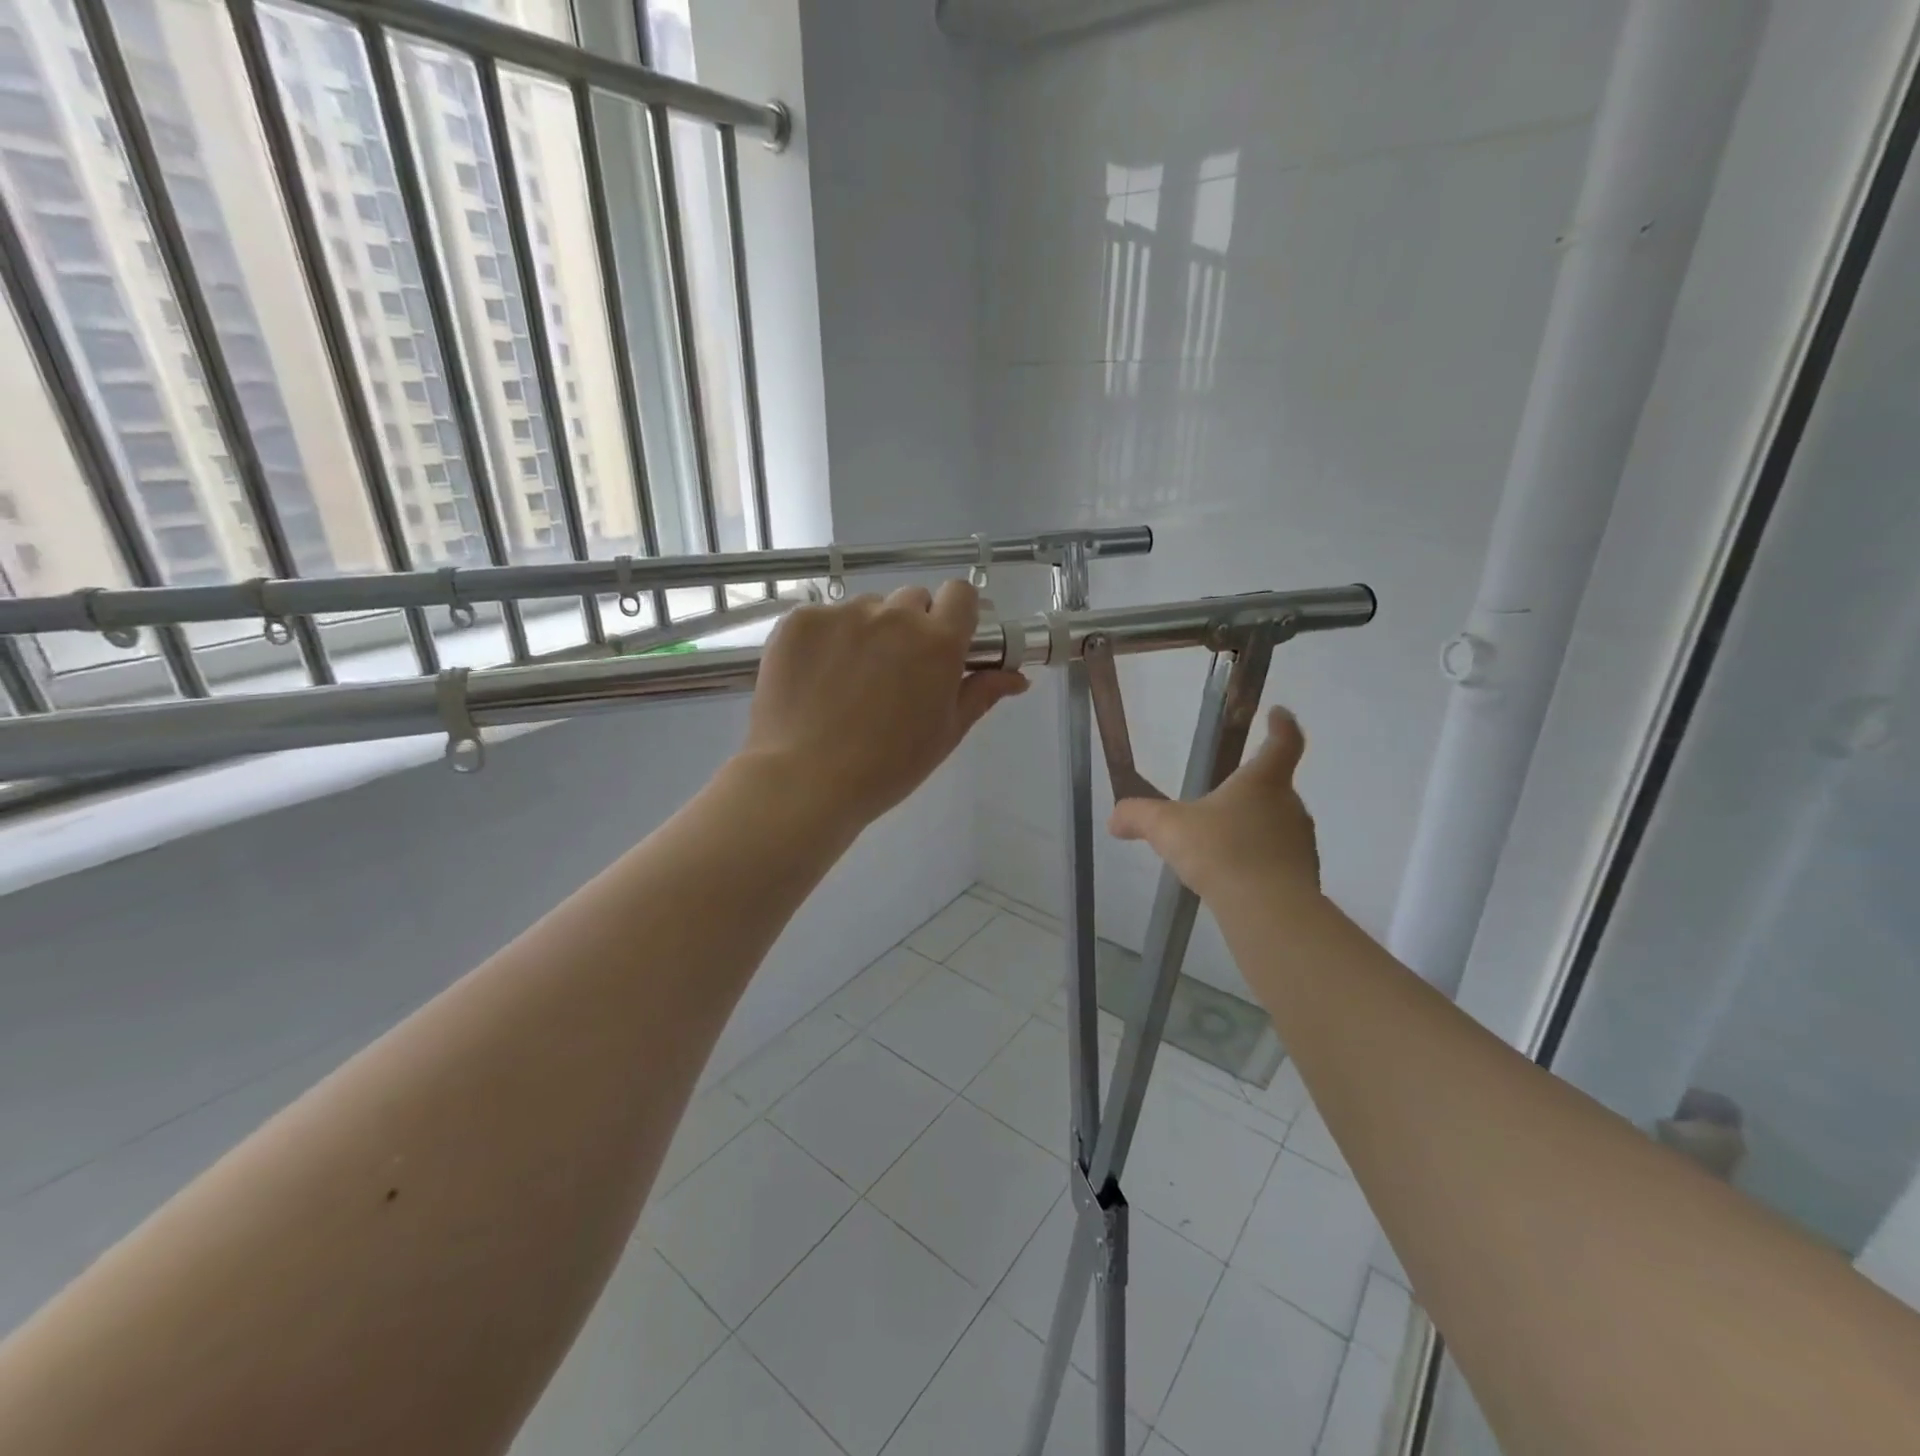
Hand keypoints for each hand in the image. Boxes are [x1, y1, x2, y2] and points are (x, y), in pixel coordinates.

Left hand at [740, 580, 1028, 832]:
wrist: (805, 780)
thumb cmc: (887, 767)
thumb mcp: (945, 734)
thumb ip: (980, 694)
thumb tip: (1016, 677)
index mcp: (938, 642)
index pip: (961, 594)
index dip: (957, 613)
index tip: (947, 638)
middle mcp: (894, 615)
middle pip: (912, 600)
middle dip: (911, 626)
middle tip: (896, 670)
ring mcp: (842, 614)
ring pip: (866, 609)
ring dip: (867, 631)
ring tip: (848, 680)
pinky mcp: (800, 620)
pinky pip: (824, 618)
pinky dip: (825, 639)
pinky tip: (815, 677)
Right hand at [1108, 706, 1320, 906]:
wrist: (1268, 910)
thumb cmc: (1220, 852)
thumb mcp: (1167, 829)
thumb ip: (1138, 817)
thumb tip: (1114, 819)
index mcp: (1263, 782)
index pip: (1283, 742)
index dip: (1282, 726)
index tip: (1279, 714)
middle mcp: (1290, 806)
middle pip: (1276, 788)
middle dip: (1251, 792)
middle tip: (1222, 801)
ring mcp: (1301, 843)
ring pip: (1277, 826)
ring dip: (1255, 830)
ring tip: (1222, 846)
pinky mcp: (1304, 877)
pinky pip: (1279, 860)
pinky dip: (1260, 863)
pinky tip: (1234, 878)